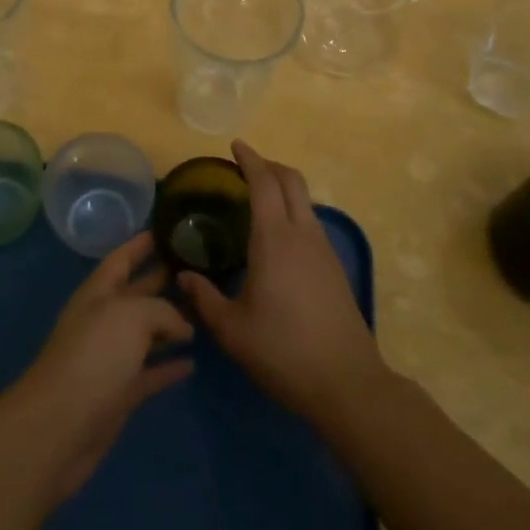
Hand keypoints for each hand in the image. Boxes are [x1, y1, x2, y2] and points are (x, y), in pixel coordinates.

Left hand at [8, 233, 194, 501]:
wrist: (60, 427)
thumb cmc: (94, 357)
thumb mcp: (131, 316)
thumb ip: (162, 310)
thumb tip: (182, 327)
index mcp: (99, 292)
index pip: (123, 257)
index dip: (142, 242)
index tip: (170, 227)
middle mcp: (104, 319)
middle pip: (138, 293)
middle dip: (163, 279)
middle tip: (199, 267)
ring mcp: (110, 358)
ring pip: (146, 333)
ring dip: (171, 323)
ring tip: (203, 312)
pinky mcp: (119, 394)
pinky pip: (149, 373)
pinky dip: (168, 367)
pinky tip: (192, 363)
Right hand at [179, 141, 388, 425]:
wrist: (347, 383)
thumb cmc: (283, 351)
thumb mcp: (232, 330)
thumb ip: (204, 299)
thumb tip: (183, 278)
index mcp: (275, 238)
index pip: (263, 182)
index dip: (249, 159)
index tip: (235, 146)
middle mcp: (303, 233)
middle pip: (291, 180)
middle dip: (269, 165)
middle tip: (244, 167)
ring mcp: (323, 249)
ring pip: (305, 200)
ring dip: (283, 188)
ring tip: (257, 199)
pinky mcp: (335, 267)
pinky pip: (311, 222)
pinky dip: (293, 211)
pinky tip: (278, 237)